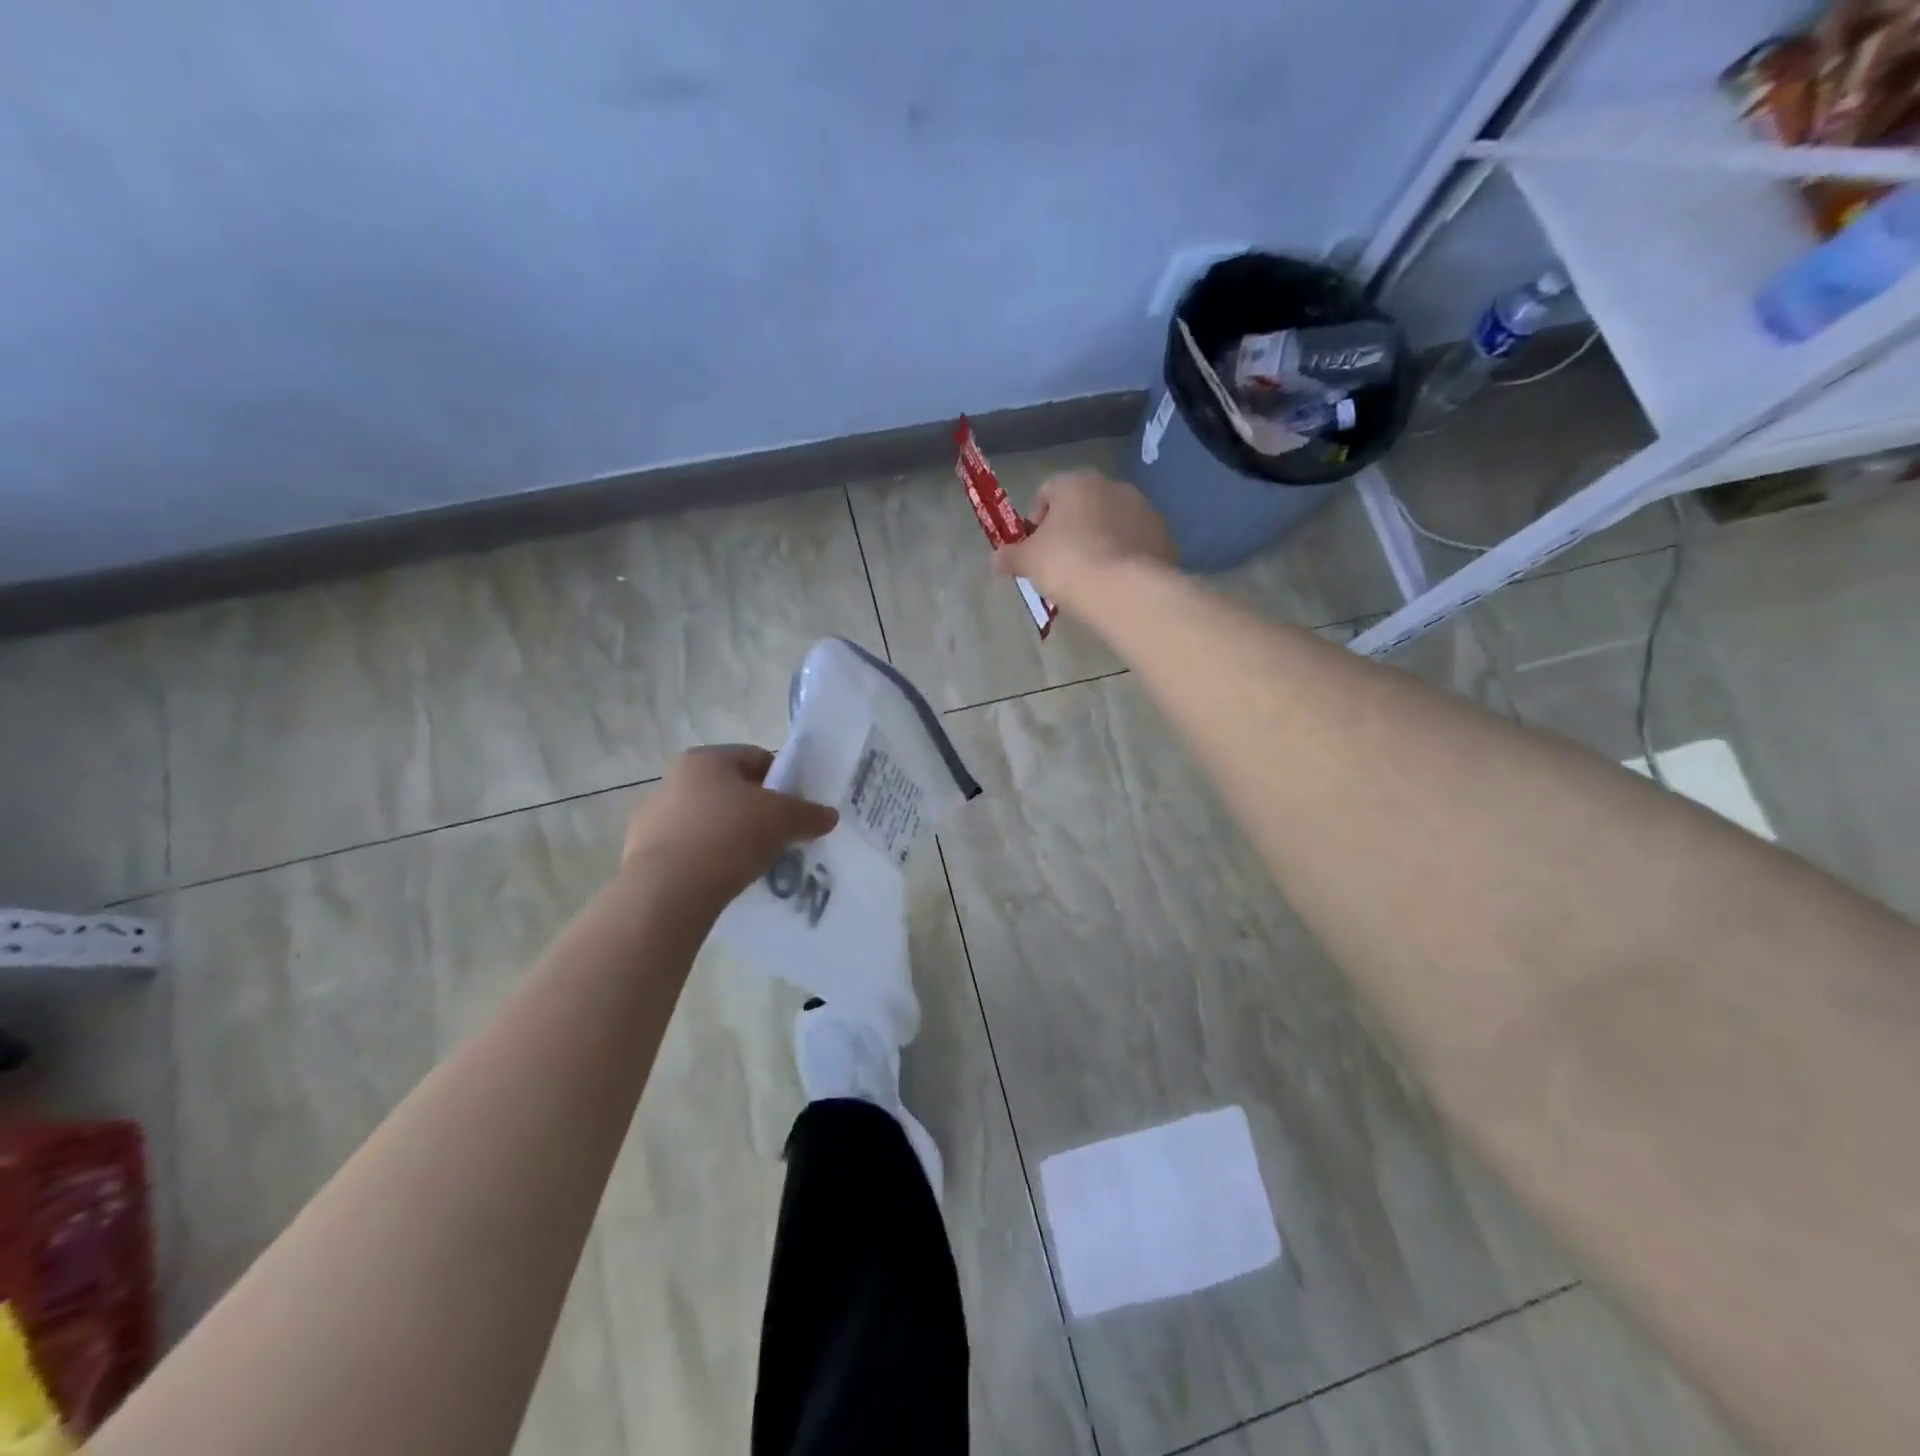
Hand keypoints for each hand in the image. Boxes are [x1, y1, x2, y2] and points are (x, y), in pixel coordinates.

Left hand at [621, 745, 838, 911]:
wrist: (668, 892)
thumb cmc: (728, 837)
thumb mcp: (783, 820)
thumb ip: (809, 813)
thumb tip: (829, 816)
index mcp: (705, 759)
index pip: (756, 758)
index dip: (783, 781)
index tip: (796, 809)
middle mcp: (674, 779)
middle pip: (731, 791)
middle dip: (757, 812)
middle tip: (779, 837)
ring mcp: (653, 818)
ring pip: (709, 822)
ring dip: (731, 837)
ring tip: (753, 864)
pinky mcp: (643, 854)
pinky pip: (690, 851)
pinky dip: (708, 861)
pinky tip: (724, 880)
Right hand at [993, 469, 1175, 607]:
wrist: (1125, 588)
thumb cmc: (1067, 563)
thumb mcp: (1029, 562)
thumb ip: (1011, 556)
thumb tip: (996, 559)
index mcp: (1076, 483)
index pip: (1047, 491)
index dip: (1036, 519)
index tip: (1034, 546)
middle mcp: (1112, 486)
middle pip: (1083, 505)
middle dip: (1071, 529)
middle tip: (1061, 562)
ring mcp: (1143, 509)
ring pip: (1112, 522)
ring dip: (1100, 540)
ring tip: (1090, 575)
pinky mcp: (1163, 536)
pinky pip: (1135, 543)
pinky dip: (1124, 556)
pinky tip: (1115, 581)